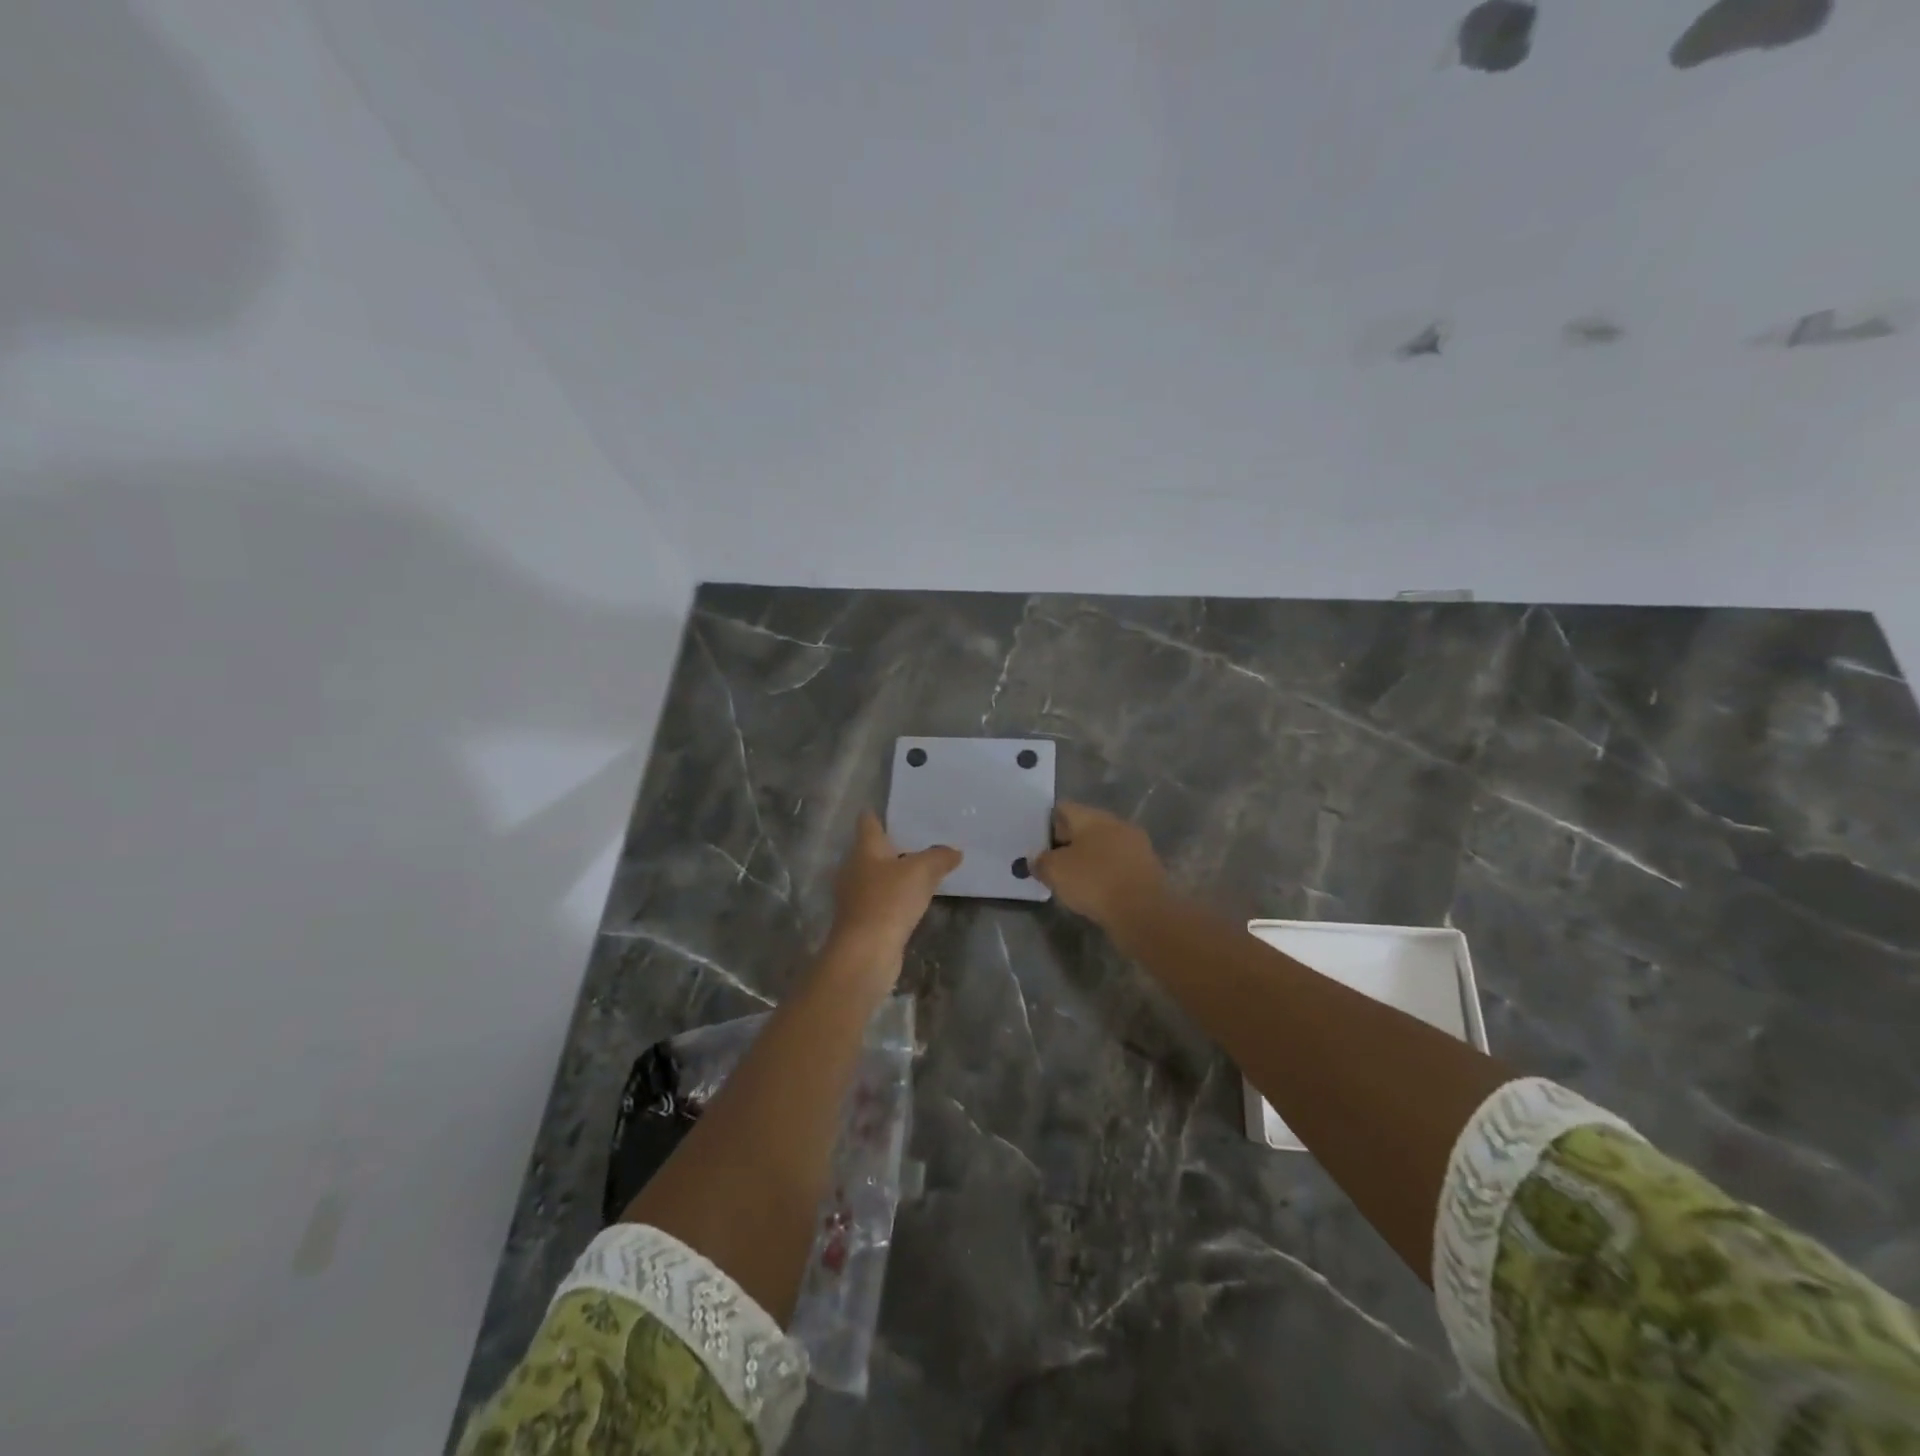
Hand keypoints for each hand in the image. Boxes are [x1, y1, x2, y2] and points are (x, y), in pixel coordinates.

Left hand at [825, 812, 960, 990]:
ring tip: (924, 870)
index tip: (899, 810)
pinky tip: (915, 901)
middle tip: (923, 840)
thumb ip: (939, 856)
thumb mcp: (922, 871)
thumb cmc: (889, 901)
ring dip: (896, 874)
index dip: (880, 814)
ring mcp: (855, 896)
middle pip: (872, 849)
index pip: (868, 822)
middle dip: (894, 845)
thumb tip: (954, 851)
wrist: (865, 953)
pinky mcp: (862, 921)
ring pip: (877, 876)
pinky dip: (896, 898)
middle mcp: (854, 868)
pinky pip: (881, 900)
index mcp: (864, 849)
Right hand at [1032, 802, 1166, 933]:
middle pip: (1085, 826)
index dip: (1047, 823)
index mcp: (1093, 817)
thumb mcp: (1055, 872)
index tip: (1038, 844)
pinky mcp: (1147, 868)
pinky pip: (1118, 864)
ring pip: (1104, 846)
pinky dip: (1105, 872)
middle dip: (1068, 842)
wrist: (1143, 912)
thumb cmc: (1094, 882)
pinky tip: (1096, 890)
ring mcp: (1136, 845)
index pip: (1064, 808)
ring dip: (1089, 858)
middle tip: (1052, 862)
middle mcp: (1117, 824)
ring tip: (1073, 879)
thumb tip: (1036, 859)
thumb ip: (1041, 862)